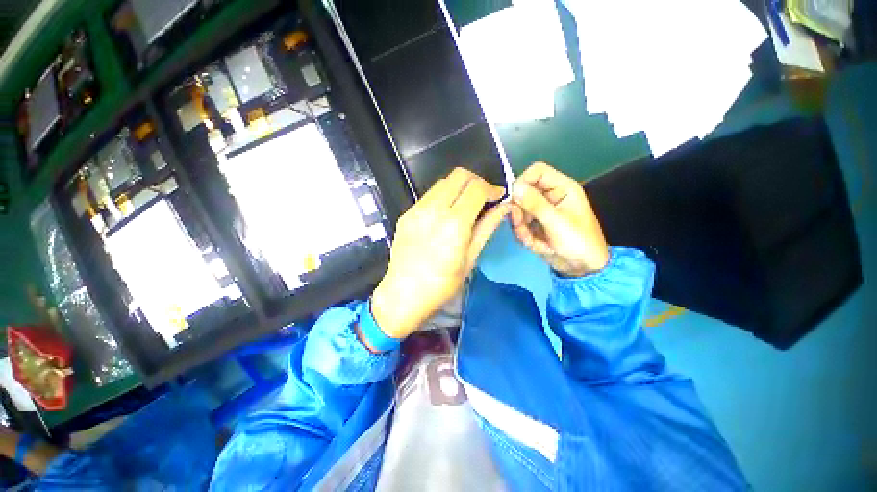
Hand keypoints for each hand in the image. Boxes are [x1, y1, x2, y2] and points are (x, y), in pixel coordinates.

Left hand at [371, 168, 507, 339]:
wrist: (403, 294)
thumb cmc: (442, 284)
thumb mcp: (470, 258)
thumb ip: (487, 228)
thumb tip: (504, 207)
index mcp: (454, 224)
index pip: (476, 188)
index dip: (492, 188)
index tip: (498, 196)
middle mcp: (434, 209)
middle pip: (458, 175)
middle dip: (476, 181)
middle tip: (483, 197)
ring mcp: (416, 210)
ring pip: (442, 182)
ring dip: (458, 187)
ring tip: (464, 205)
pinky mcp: (406, 214)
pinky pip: (428, 196)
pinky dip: (442, 197)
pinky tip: (445, 214)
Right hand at [510, 162, 608, 276]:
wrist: (582, 268)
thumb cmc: (578, 241)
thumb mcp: (556, 222)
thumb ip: (534, 204)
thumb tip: (514, 187)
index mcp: (561, 188)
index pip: (536, 172)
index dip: (522, 181)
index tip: (513, 198)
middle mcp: (549, 196)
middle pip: (522, 193)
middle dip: (519, 211)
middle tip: (521, 225)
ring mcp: (540, 212)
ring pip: (518, 211)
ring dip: (521, 227)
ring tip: (532, 240)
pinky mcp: (534, 225)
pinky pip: (520, 225)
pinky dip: (523, 235)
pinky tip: (536, 245)